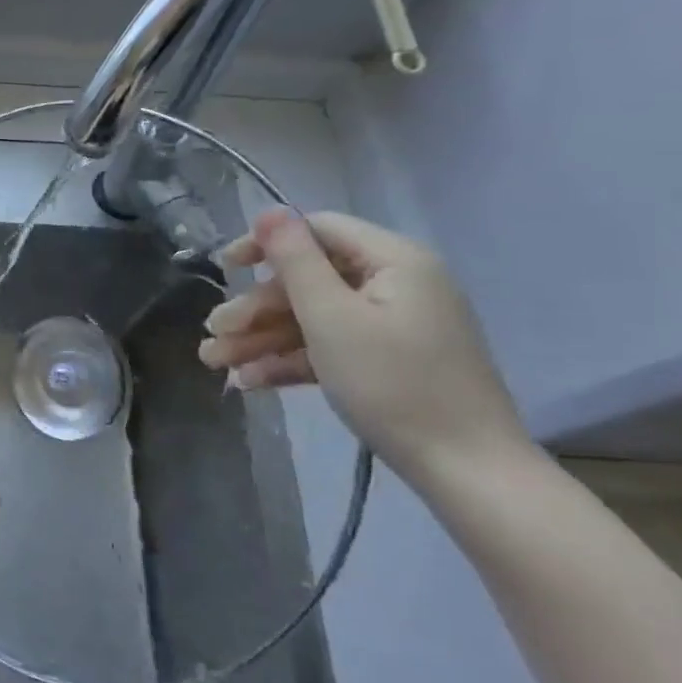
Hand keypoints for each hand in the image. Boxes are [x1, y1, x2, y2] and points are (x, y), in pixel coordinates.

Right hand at [196, 208, 529, 485]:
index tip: (225, 268)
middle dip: (255, 309)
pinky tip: (248, 382)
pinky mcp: (388, 362)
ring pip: (312, 319)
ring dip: (261, 339)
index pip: (318, 231)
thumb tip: (270, 209)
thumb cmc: (394, 384)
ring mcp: (393, 326)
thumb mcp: (331, 317)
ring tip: (216, 364)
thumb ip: (296, 260)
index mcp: (392, 261)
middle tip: (213, 333)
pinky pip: (330, 348)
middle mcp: (395, 285)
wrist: (468, 473)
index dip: (265, 245)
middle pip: (308, 281)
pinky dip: (290, 361)